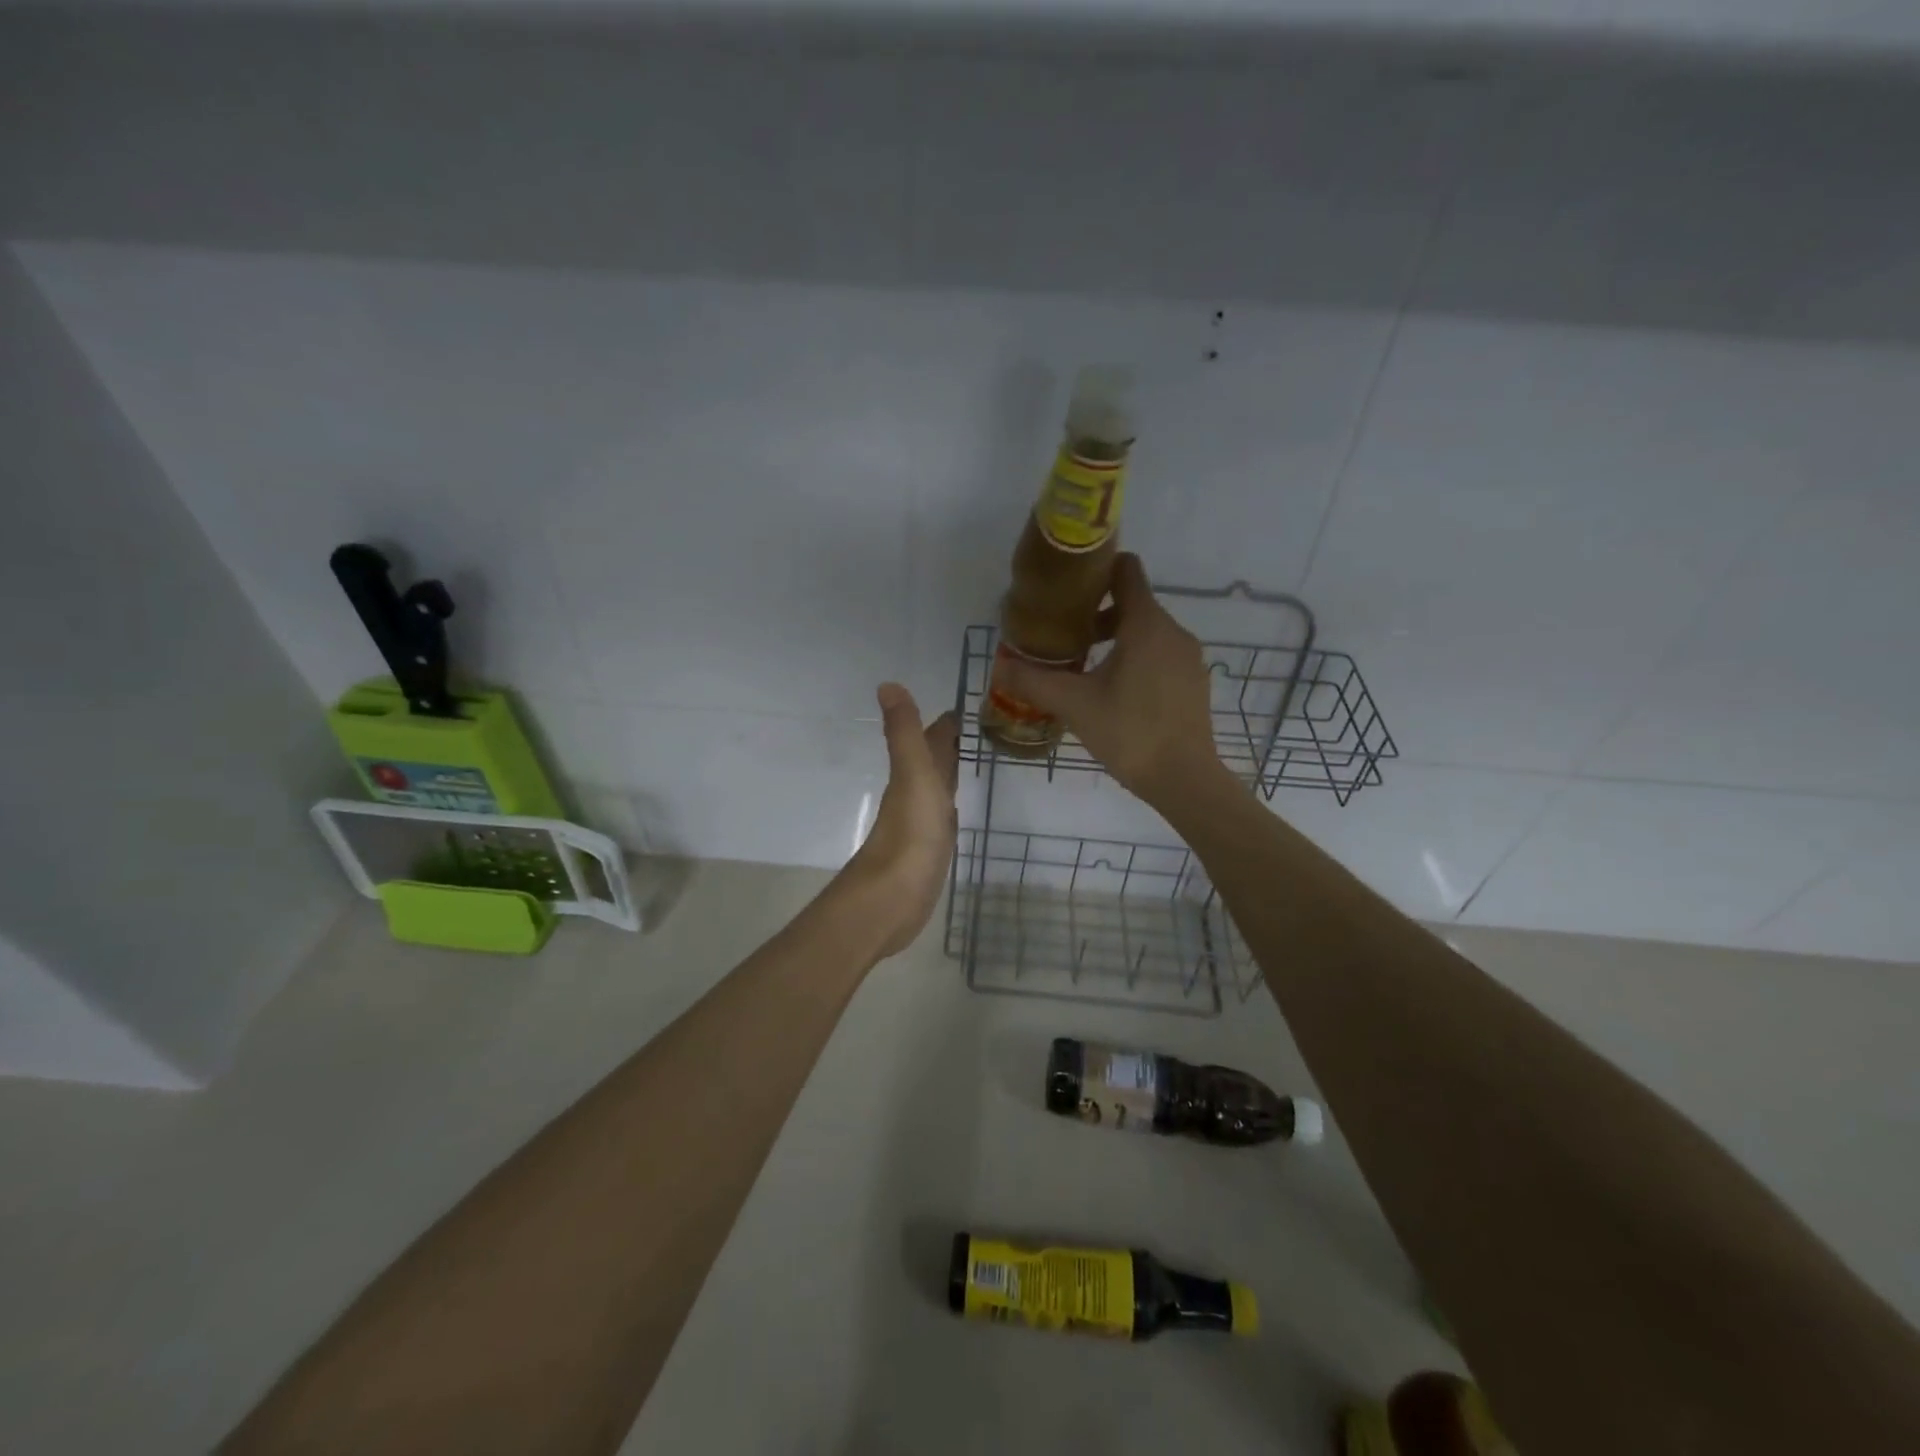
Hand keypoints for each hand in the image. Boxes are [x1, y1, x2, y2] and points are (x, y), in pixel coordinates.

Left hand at [843, 683, 959, 958]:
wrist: (892, 899)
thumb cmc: (910, 835)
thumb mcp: (913, 776)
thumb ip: (904, 733)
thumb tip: (887, 684)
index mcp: (914, 775)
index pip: (931, 740)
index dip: (945, 723)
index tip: (964, 707)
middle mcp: (916, 795)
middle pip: (933, 763)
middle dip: (948, 745)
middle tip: (973, 729)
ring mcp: (922, 825)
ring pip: (938, 789)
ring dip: (949, 773)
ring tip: (968, 760)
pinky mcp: (929, 852)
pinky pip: (943, 819)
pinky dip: (949, 807)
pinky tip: (954, 810)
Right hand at [994, 553, 1224, 809]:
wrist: (1184, 780)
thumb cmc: (1129, 732)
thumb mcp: (1074, 705)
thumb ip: (1033, 681)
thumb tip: (999, 666)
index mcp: (1147, 625)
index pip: (1127, 571)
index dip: (1098, 570)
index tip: (1068, 586)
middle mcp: (1173, 632)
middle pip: (1133, 603)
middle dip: (1097, 613)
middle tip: (1063, 635)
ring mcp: (1188, 658)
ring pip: (1147, 631)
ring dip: (1115, 639)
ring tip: (1084, 666)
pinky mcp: (1193, 682)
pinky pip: (1160, 655)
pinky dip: (1136, 658)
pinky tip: (1114, 690)